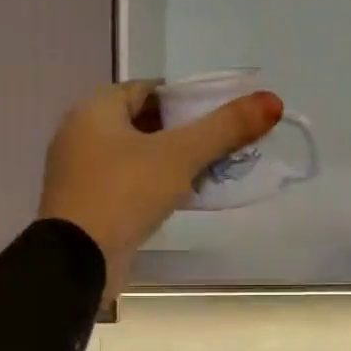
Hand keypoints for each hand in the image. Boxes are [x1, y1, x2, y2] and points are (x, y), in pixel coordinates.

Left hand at [40, 80, 282, 298]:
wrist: (78, 261)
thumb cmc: (126, 193)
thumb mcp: (181, 155)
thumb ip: (225, 127)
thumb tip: (272, 101)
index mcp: (95, 109)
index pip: (149, 88)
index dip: (187, 99)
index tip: (219, 117)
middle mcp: (80, 133)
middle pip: (143, 121)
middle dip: (182, 132)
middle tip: (219, 146)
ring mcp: (79, 171)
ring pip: (135, 155)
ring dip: (169, 161)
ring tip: (207, 173)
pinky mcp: (84, 204)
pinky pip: (125, 183)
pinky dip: (152, 185)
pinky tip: (178, 199)